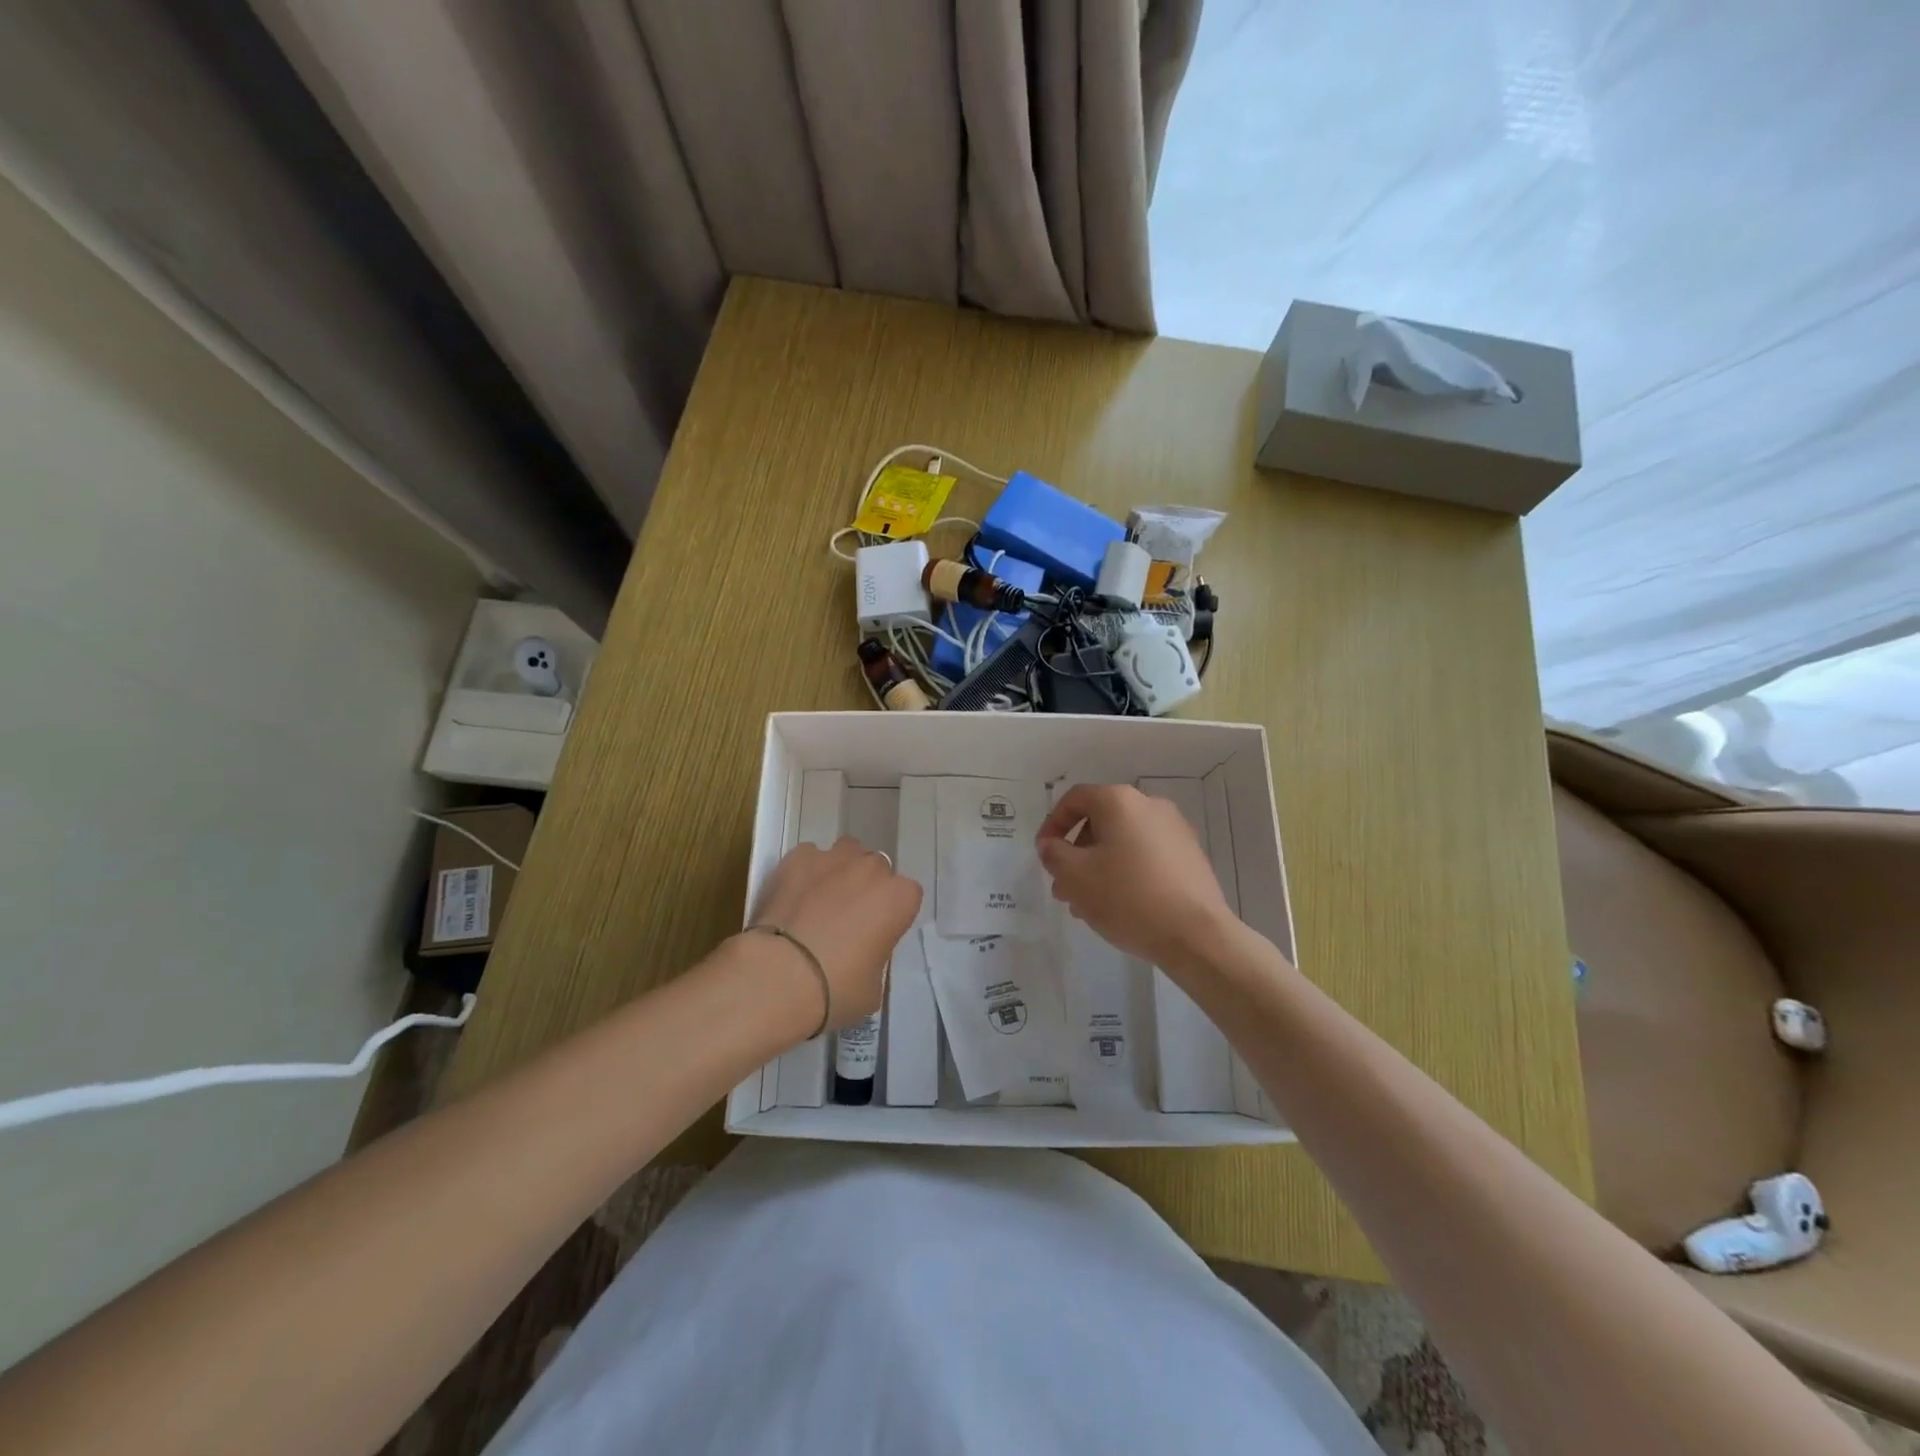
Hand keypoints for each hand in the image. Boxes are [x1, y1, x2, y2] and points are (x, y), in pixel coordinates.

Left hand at [748, 838, 921, 1030]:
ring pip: (845, 853)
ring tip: (820, 900)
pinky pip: (809, 857)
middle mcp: (871, 869)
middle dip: (866, 888)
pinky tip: (793, 896)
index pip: (907, 896)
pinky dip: (805, 871)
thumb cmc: (837, 989)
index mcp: (899, 898)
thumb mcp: (873, 986)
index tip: (876, 935)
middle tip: (847, 919)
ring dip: (840, 871)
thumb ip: (876, 957)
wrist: (780, 977)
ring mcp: (834, 858)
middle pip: (876, 869)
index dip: (891, 915)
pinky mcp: (798, 858)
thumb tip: (860, 955)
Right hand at [1036, 784, 1237, 972]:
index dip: (1052, 824)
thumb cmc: (1127, 897)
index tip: (1044, 854)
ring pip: (1122, 842)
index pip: (1075, 799)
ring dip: (1098, 867)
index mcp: (1120, 802)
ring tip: (1086, 904)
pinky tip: (1119, 906)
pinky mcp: (1190, 857)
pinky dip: (1125, 872)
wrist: (1196, 934)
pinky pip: (1146, 856)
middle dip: (1076, 853)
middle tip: (1063, 887)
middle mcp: (1150, 806)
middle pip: (1100, 822)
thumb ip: (1054, 854)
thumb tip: (1051, 844)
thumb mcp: (1075, 876)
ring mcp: (1175, 831)